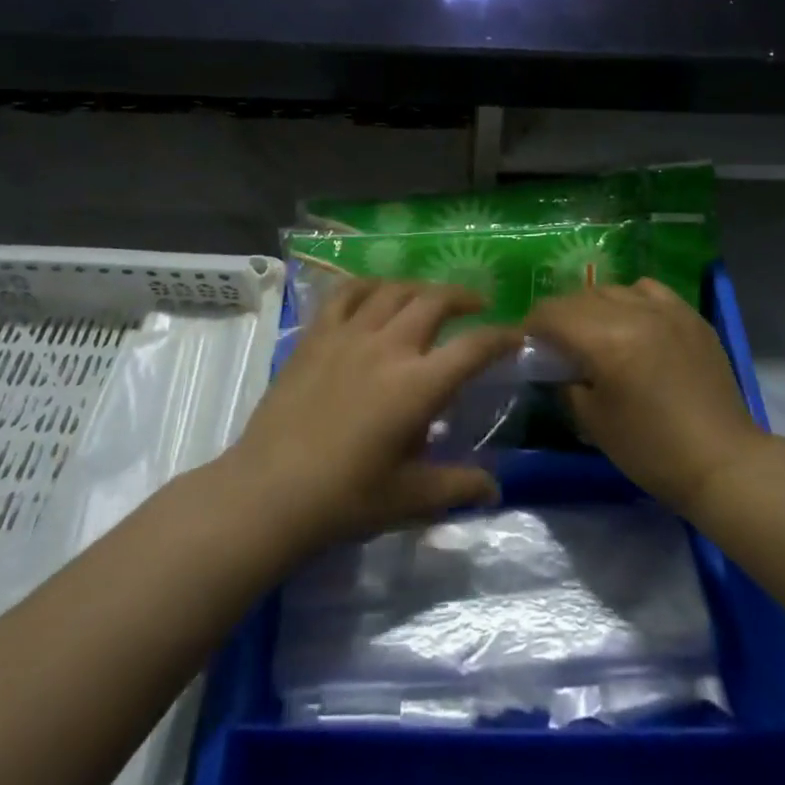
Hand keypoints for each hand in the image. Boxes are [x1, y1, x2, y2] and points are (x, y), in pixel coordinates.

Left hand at [226, 281, 518, 556]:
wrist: (268, 492)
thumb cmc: (345, 499)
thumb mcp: (410, 498)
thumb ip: (456, 486)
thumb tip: (494, 489)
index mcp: (418, 385)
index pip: (473, 347)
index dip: (501, 337)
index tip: (516, 335)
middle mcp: (388, 347)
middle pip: (435, 300)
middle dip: (463, 296)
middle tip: (477, 305)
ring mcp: (349, 335)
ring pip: (393, 290)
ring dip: (419, 288)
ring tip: (429, 298)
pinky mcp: (316, 335)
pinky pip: (346, 293)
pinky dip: (368, 286)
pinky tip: (376, 293)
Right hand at [529, 278, 766, 515]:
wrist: (722, 462)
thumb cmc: (651, 449)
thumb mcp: (593, 422)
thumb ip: (566, 384)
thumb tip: (556, 367)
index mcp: (605, 340)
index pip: (552, 314)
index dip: (531, 326)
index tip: (527, 344)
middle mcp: (634, 312)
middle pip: (580, 297)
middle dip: (560, 317)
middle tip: (556, 343)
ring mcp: (667, 310)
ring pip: (613, 290)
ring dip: (594, 307)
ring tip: (595, 332)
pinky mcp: (690, 316)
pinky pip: (649, 291)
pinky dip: (631, 300)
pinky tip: (633, 322)